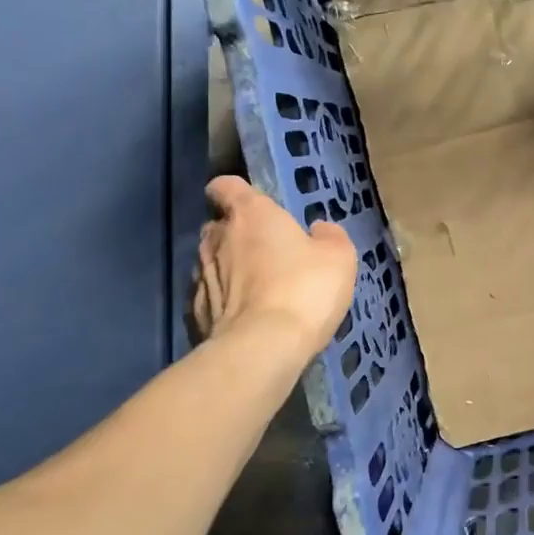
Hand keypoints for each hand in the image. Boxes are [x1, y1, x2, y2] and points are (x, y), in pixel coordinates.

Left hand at [188, 176, 355, 355]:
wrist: (263, 348)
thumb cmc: (304, 288)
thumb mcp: (339, 257)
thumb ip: (329, 236)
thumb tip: (319, 230)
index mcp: (251, 214)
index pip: (225, 186)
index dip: (236, 192)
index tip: (254, 206)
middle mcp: (217, 238)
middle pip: (219, 226)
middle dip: (237, 235)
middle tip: (267, 254)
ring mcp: (200, 276)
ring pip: (212, 263)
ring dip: (230, 271)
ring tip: (259, 293)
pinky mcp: (194, 313)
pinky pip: (211, 298)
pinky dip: (225, 304)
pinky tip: (248, 320)